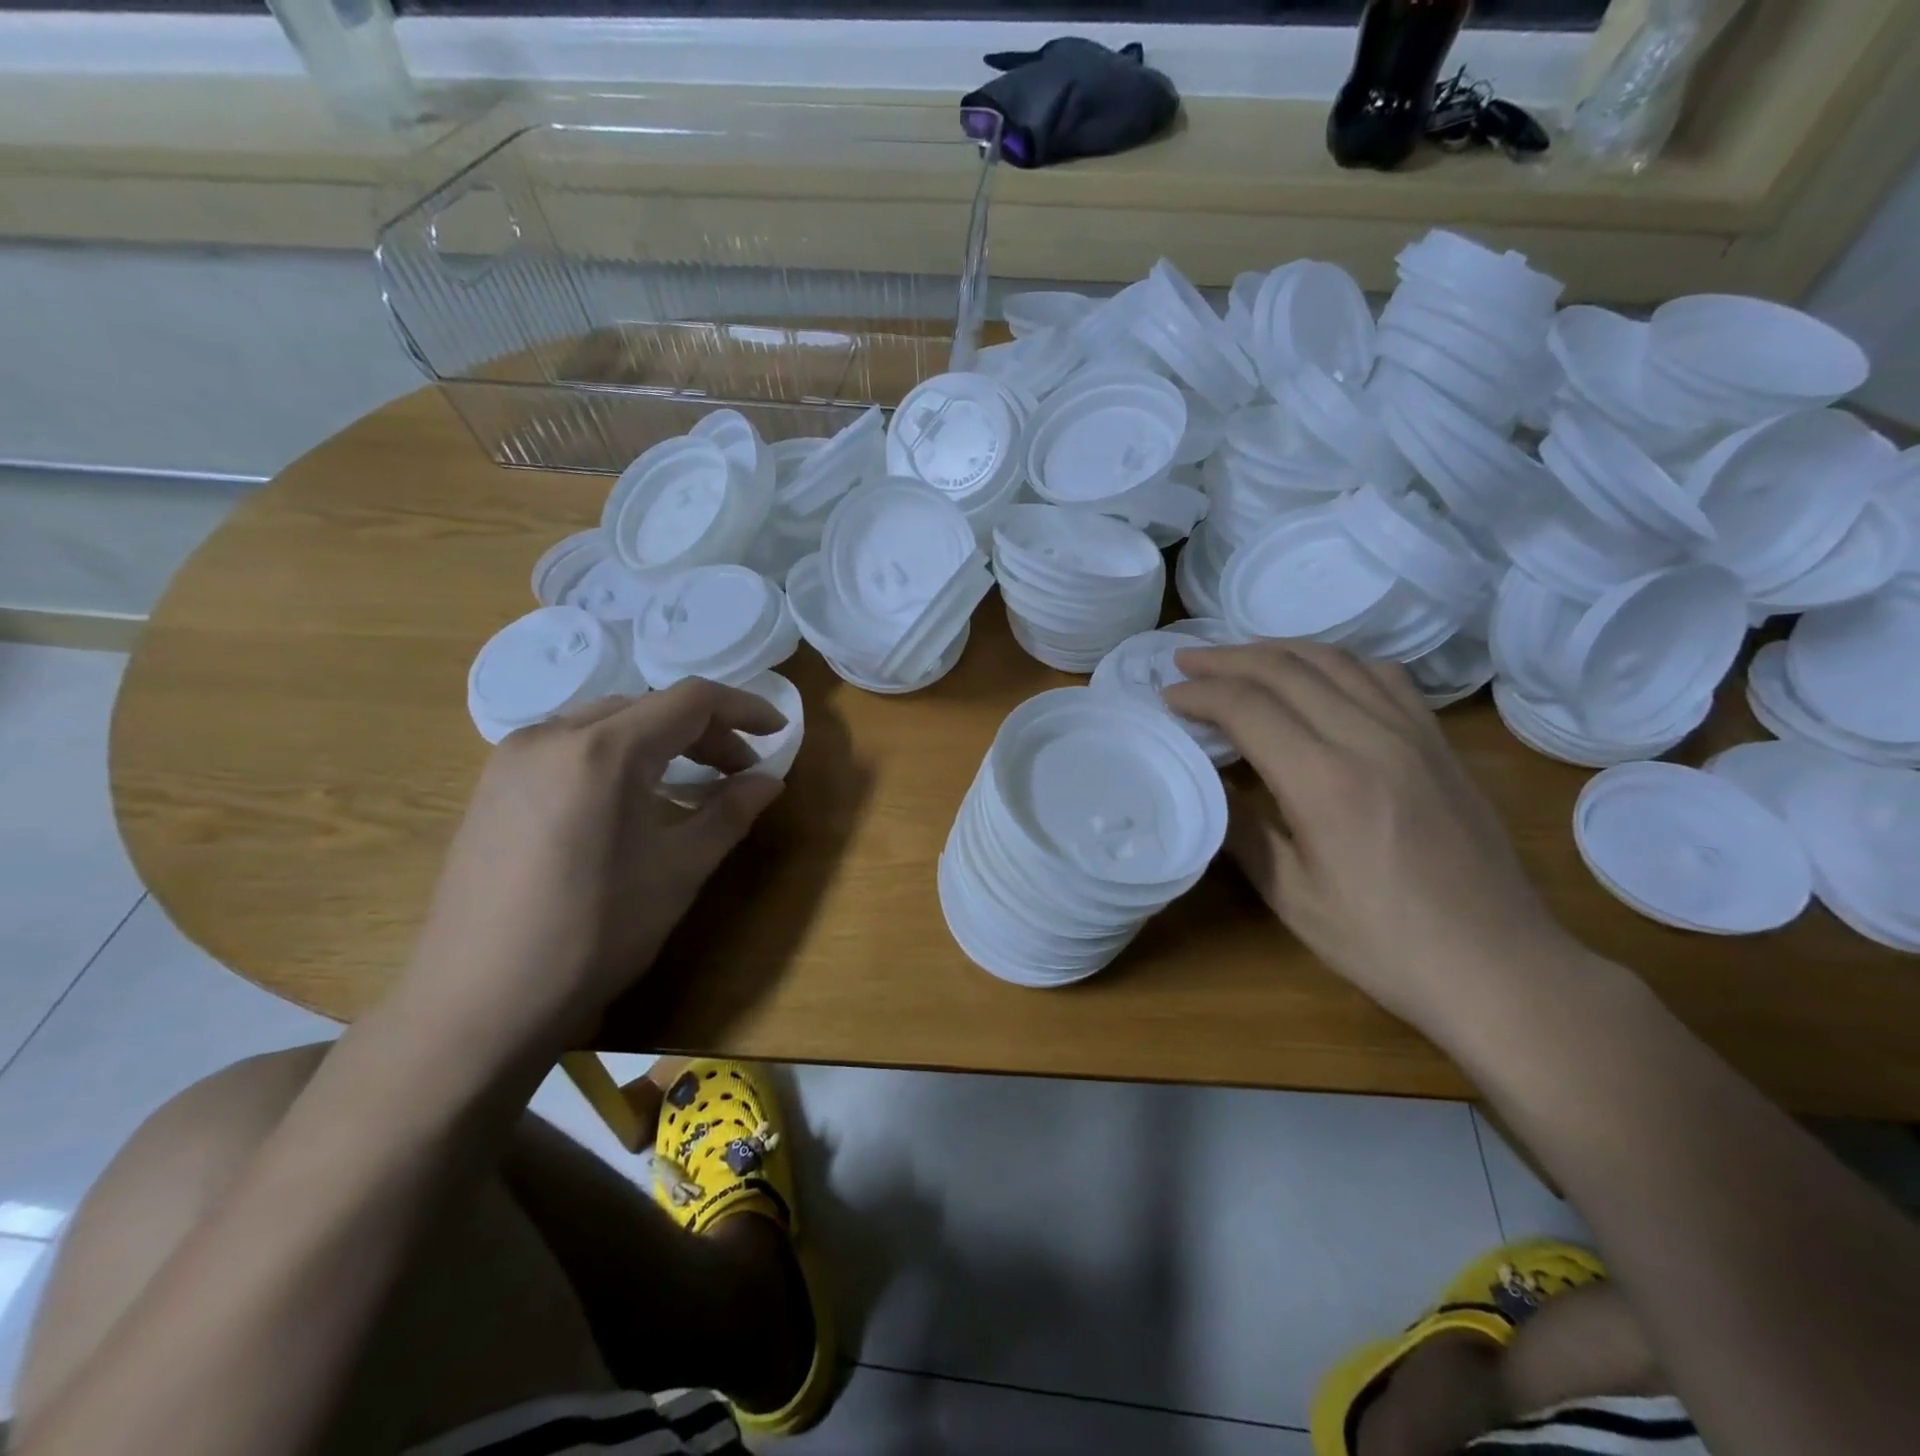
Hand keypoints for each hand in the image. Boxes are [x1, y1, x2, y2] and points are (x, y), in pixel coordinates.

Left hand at [399, 680, 787, 1055]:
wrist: (476, 1003)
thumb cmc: (593, 934)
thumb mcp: (679, 871)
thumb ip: (729, 813)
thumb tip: (769, 780)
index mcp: (604, 750)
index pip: (690, 700)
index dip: (743, 709)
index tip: (778, 732)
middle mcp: (552, 734)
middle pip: (648, 707)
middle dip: (704, 731)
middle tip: (738, 773)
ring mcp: (513, 757)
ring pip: (608, 722)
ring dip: (660, 741)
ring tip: (689, 785)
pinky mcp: (493, 784)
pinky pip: (571, 746)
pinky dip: (618, 756)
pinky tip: (631, 800)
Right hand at [1164, 641, 1575, 1029]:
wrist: (1497, 964)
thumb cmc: (1381, 942)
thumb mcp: (1290, 896)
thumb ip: (1240, 828)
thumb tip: (1205, 780)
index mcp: (1326, 782)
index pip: (1248, 708)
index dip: (1200, 695)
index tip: (1167, 696)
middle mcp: (1371, 739)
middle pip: (1286, 670)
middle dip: (1226, 660)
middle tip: (1185, 662)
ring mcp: (1413, 733)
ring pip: (1334, 660)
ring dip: (1276, 650)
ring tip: (1238, 658)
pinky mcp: (1439, 741)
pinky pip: (1382, 675)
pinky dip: (1335, 661)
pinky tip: (1317, 674)